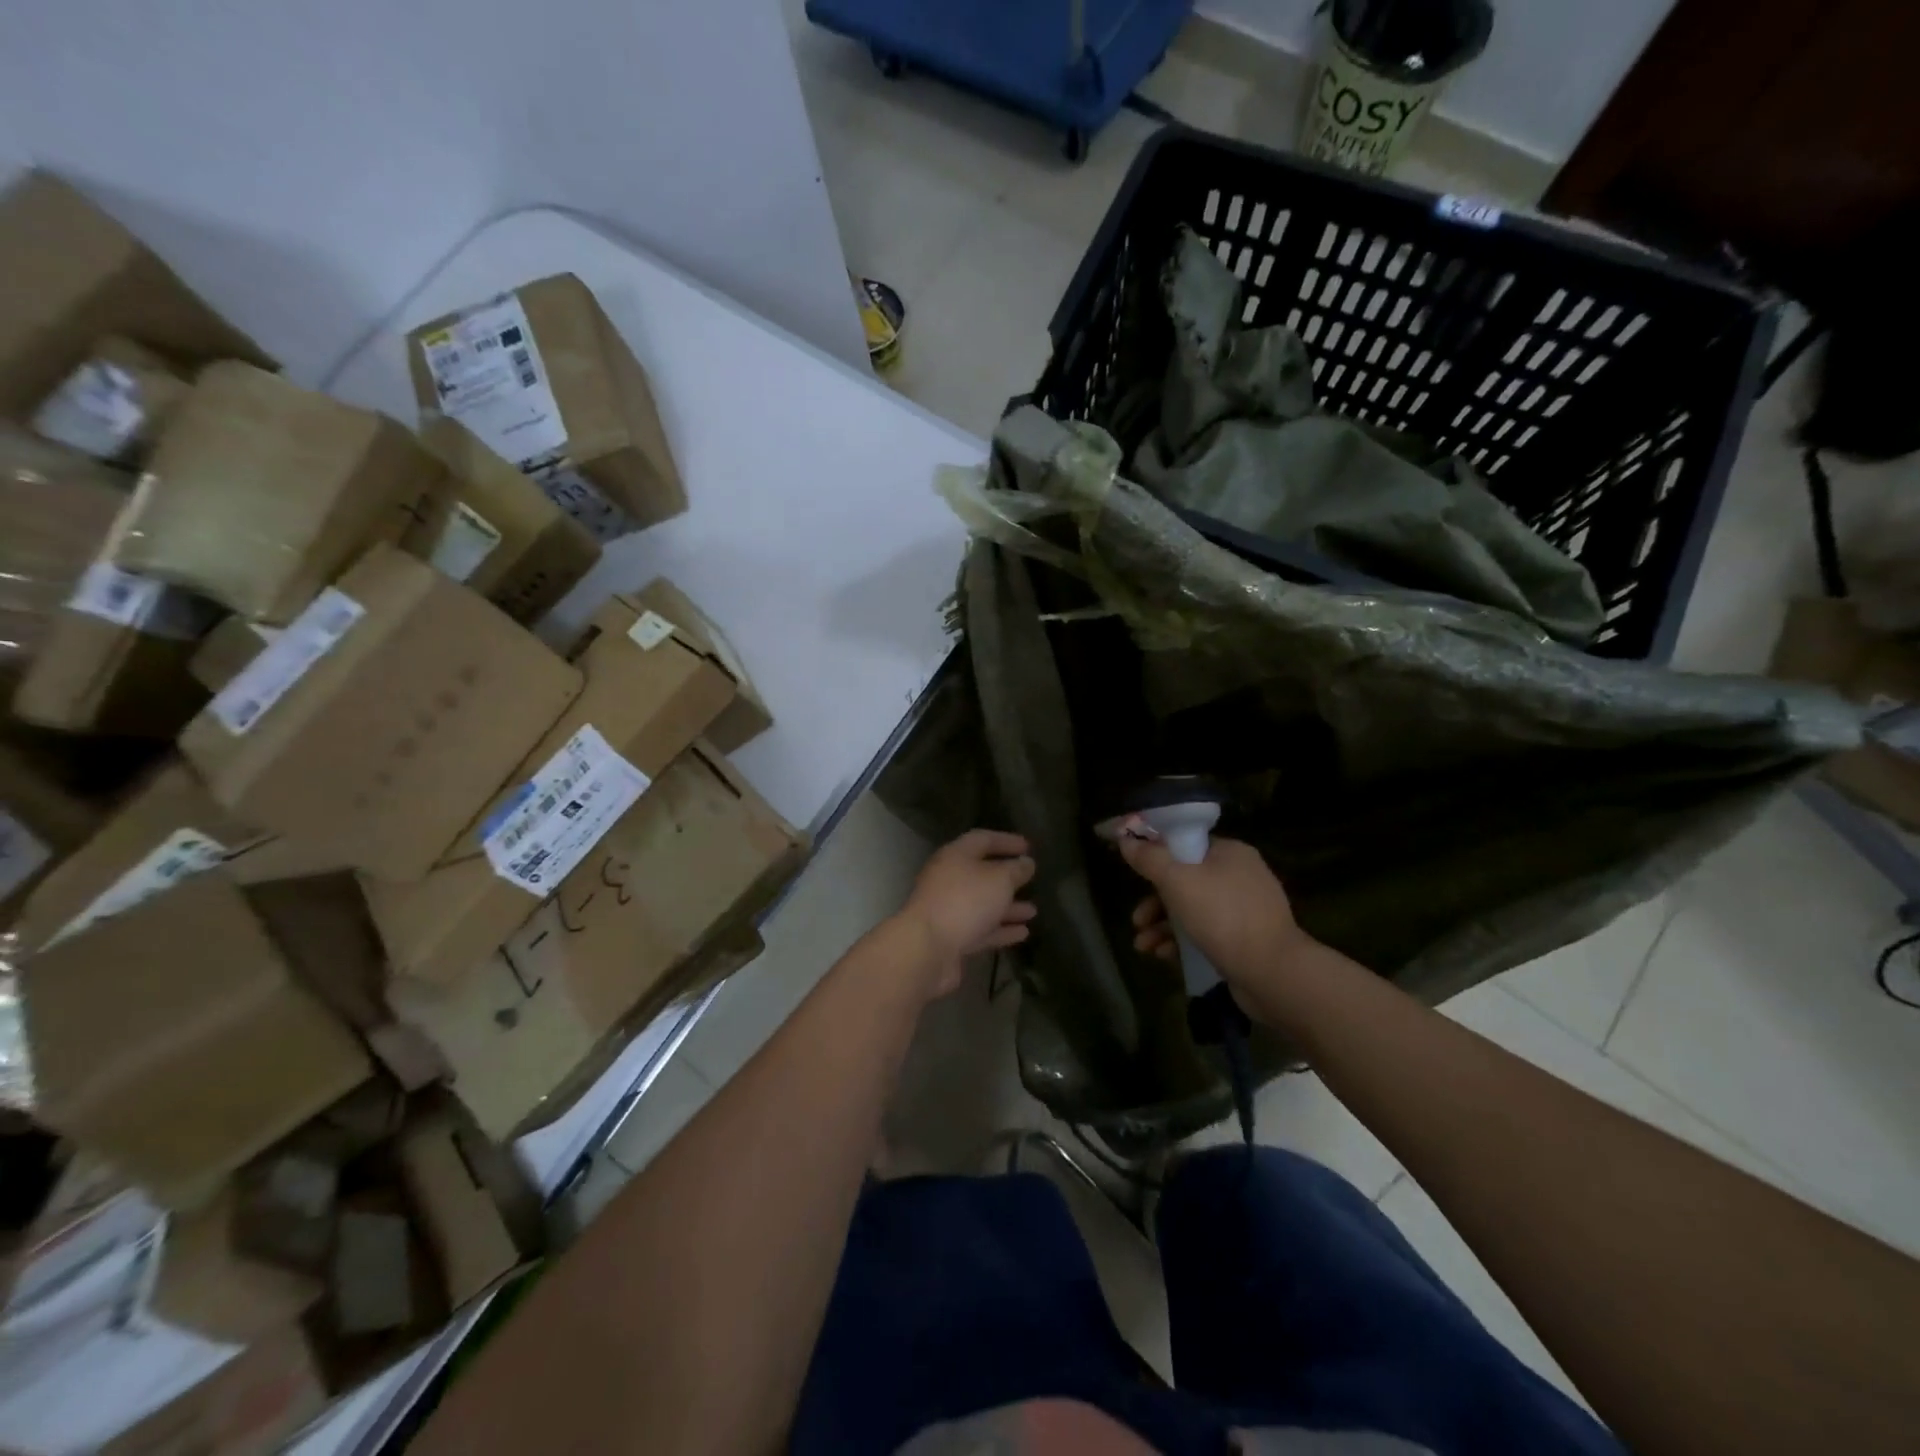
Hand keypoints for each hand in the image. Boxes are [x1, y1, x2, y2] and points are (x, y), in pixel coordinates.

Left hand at [897, 829, 1036, 995]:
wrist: (927, 948)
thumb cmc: (965, 902)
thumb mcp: (999, 880)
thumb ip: (1015, 870)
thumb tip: (1026, 862)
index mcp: (955, 856)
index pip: (982, 839)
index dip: (1006, 841)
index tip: (1028, 847)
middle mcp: (949, 879)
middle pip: (981, 873)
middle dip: (1007, 878)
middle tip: (1031, 879)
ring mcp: (949, 910)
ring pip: (983, 904)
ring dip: (1008, 907)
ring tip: (1033, 911)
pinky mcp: (952, 938)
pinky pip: (981, 929)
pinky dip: (1001, 930)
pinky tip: (1023, 933)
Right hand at [1118, 830, 1308, 1008]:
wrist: (1272, 973)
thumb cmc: (1222, 917)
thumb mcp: (1177, 881)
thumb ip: (1149, 858)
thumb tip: (1126, 839)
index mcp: (1230, 853)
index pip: (1185, 844)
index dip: (1156, 856)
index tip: (1134, 875)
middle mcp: (1240, 876)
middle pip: (1185, 880)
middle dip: (1154, 902)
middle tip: (1137, 921)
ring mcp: (1244, 910)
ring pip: (1192, 910)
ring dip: (1163, 926)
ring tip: (1143, 945)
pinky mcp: (1245, 941)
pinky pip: (1205, 933)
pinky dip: (1182, 942)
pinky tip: (1164, 956)